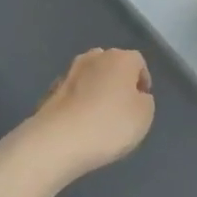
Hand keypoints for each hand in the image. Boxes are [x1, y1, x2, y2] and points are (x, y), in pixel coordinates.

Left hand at [29, 48, 155, 181]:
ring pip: (90, 77)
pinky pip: (74, 93)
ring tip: (99, 117)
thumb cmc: (110, 124)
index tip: (142, 104)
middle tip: (121, 108)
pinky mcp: (51, 90)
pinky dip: (79, 103)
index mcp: (120, 58)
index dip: (142, 82)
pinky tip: (80, 123)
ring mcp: (69, 72)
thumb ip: (144, 100)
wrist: (59, 140)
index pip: (138, 62)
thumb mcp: (144, 115)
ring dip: (96, 91)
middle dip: (117, 82)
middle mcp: (94, 57)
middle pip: (112, 66)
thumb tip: (135, 95)